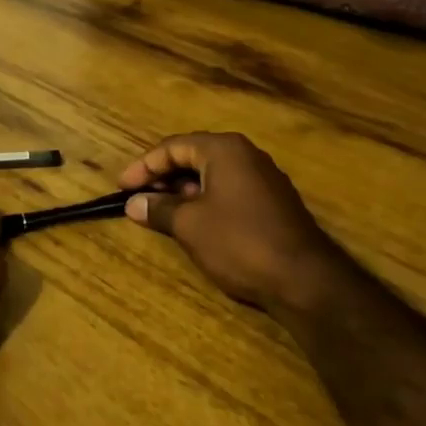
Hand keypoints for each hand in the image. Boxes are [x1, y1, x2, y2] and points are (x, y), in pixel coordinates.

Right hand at [120, 133, 347, 317]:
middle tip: (138, 198)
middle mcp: (246, 155)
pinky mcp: (273, 202)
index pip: (173, 147)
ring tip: (160, 212)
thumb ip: (159, 209)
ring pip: (212, 175)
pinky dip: (205, 200)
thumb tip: (134, 204)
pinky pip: (229, 190)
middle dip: (163, 176)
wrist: (303, 279)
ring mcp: (264, 178)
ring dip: (183, 190)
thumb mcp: (190, 225)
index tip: (121, 187)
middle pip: (193, 156)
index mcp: (224, 150)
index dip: (143, 166)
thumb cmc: (239, 242)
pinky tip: (194, 223)